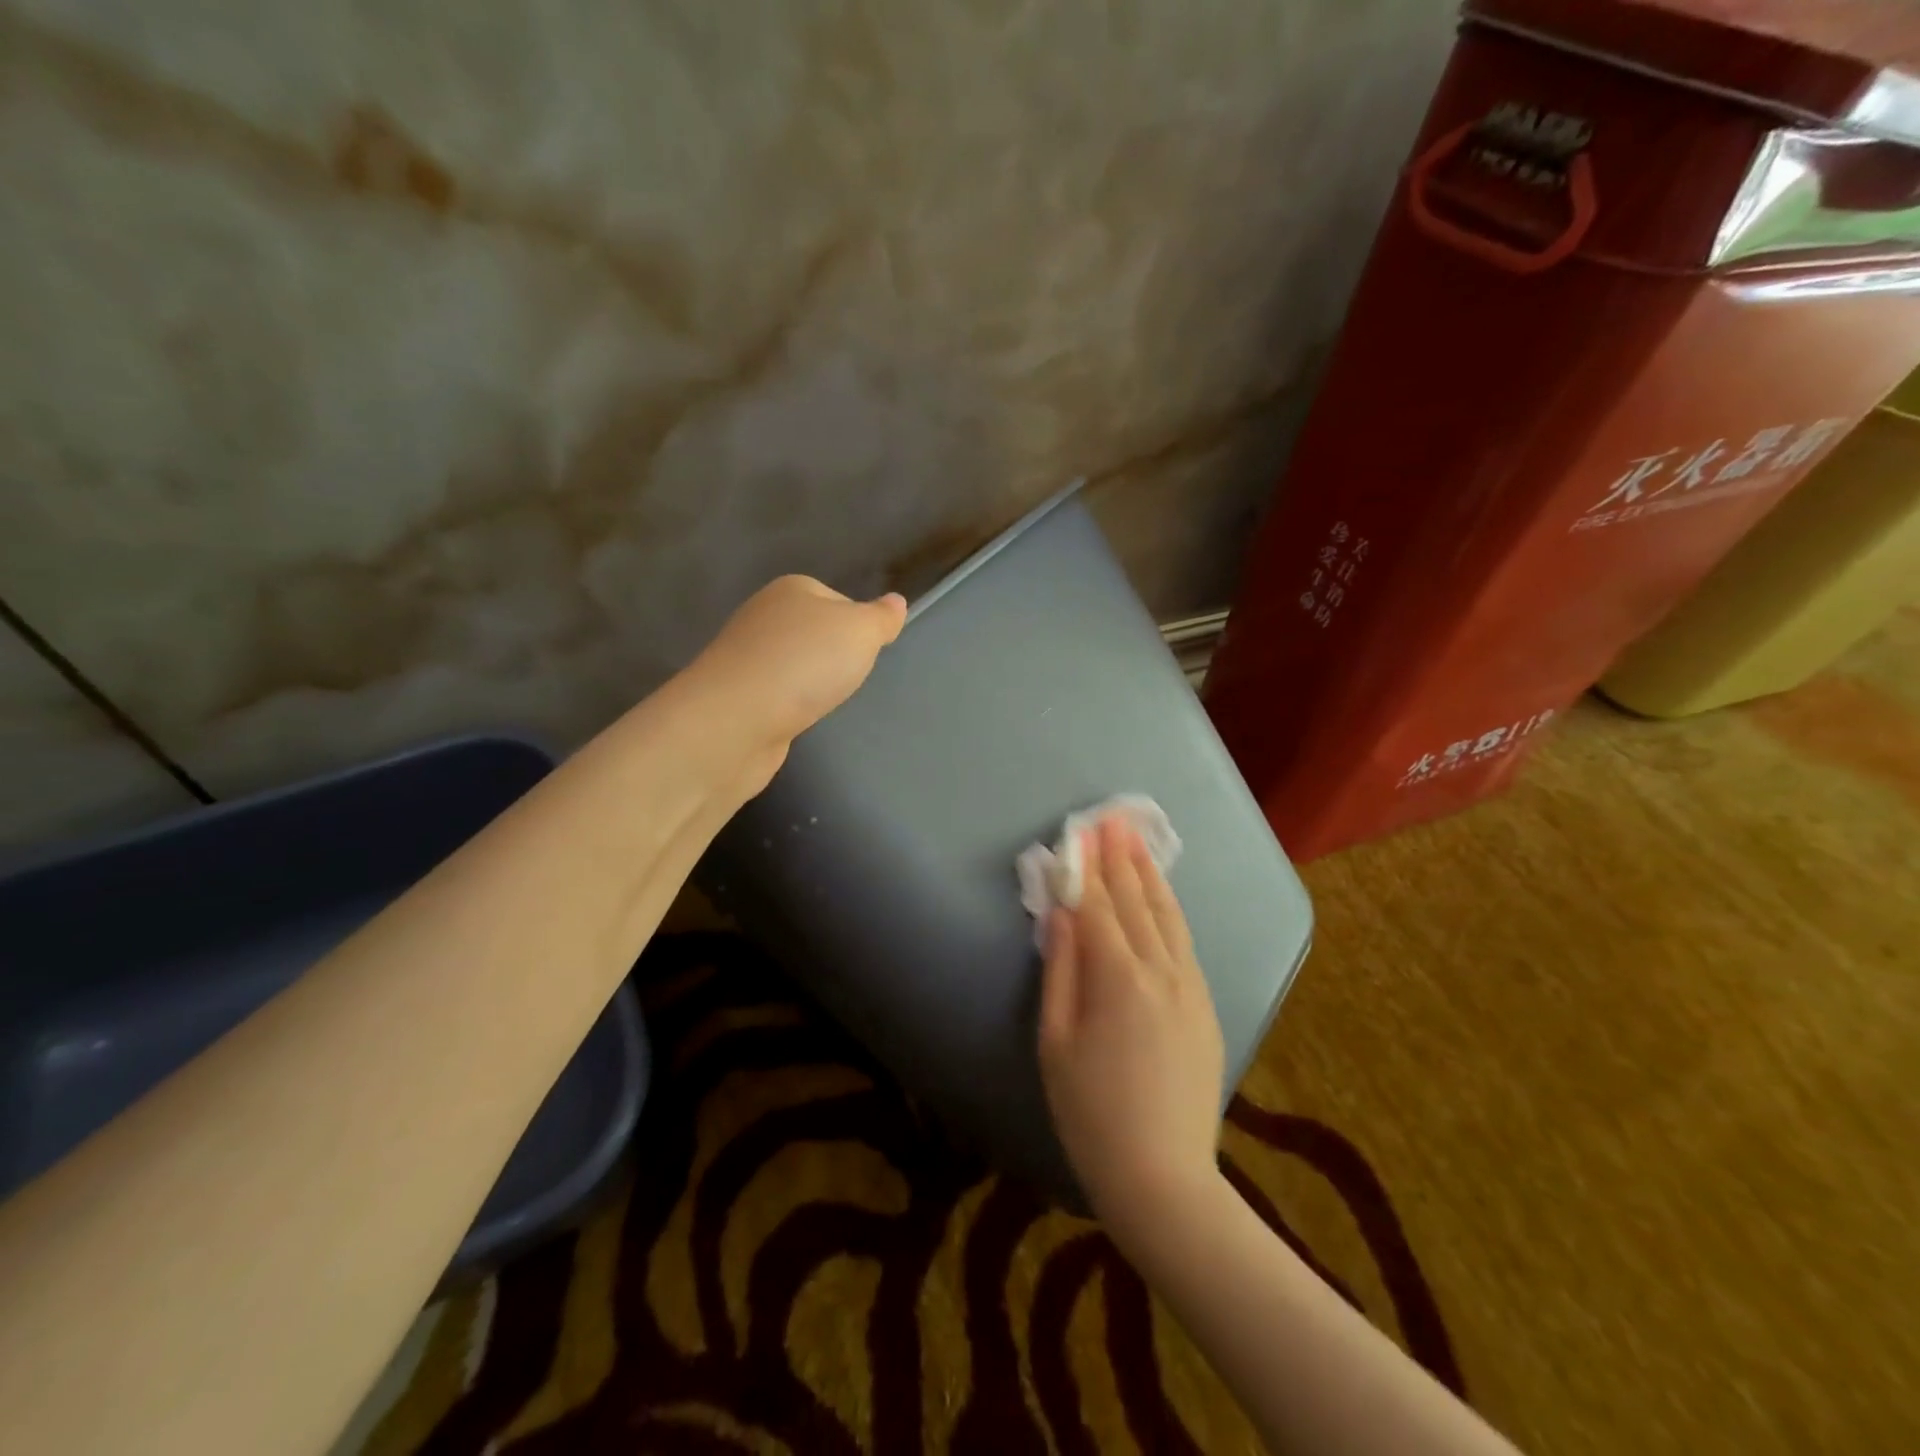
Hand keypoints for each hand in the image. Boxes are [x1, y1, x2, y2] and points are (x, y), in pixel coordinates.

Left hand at [689, 576, 906, 774]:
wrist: (736, 720)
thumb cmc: (805, 664)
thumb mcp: (860, 632)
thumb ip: (881, 618)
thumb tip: (896, 601)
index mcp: (792, 589)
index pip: (839, 601)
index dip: (859, 628)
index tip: (867, 655)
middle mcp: (764, 616)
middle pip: (815, 633)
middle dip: (834, 658)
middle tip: (848, 680)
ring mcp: (746, 656)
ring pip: (794, 665)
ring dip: (810, 683)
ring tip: (822, 702)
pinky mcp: (736, 695)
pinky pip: (776, 694)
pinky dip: (789, 706)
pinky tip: (796, 719)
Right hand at [1038, 815, 1225, 1224]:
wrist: (1163, 1177)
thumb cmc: (1090, 1113)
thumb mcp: (1055, 1042)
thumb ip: (1060, 970)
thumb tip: (1061, 914)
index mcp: (1118, 979)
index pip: (1098, 906)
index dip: (1086, 867)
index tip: (1079, 831)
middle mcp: (1161, 971)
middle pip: (1136, 901)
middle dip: (1120, 857)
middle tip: (1111, 818)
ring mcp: (1190, 987)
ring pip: (1168, 916)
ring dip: (1150, 875)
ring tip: (1137, 841)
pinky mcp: (1206, 1006)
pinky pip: (1185, 943)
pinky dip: (1170, 909)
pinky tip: (1162, 896)